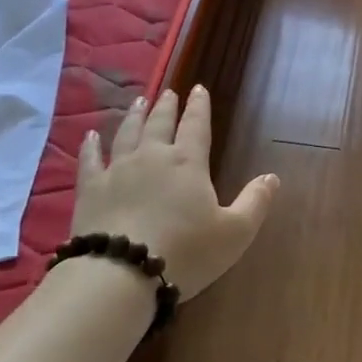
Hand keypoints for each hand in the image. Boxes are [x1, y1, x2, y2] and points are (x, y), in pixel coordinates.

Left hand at [73, 86, 277, 299]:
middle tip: (168, 92)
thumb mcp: (235, 232)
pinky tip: (90, 136)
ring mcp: (117, 170)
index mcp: (188, 162)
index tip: (199, 89)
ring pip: (126, 134)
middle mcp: (152, 156)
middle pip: (159, 123)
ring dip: (134, 116)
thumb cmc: (186, 252)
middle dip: (166, 106)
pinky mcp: (90, 190)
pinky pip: (89, 160)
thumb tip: (272, 177)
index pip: (196, 125)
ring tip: (138, 102)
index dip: (199, 106)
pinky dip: (90, 146)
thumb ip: (255, 202)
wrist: (122, 273)